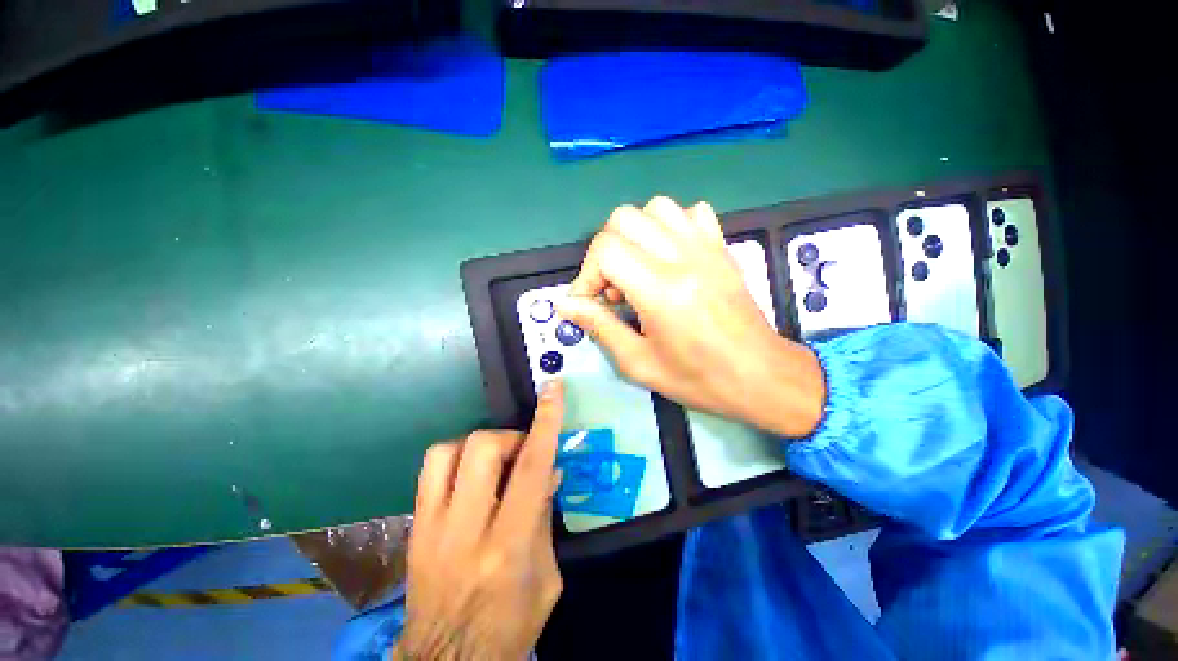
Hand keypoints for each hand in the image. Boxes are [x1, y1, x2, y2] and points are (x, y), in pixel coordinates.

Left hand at [394, 382, 565, 660]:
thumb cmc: (510, 624)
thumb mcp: (547, 577)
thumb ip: (545, 517)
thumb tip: (548, 470)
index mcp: (508, 546)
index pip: (530, 468)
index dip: (545, 423)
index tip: (552, 389)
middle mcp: (466, 530)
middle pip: (481, 448)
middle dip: (509, 437)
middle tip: (521, 453)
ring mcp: (431, 527)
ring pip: (447, 452)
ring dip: (479, 444)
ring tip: (494, 463)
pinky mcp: (414, 527)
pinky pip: (430, 469)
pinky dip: (456, 458)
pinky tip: (470, 477)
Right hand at [558, 197, 824, 437]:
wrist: (760, 376)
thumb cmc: (699, 379)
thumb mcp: (639, 363)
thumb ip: (600, 327)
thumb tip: (567, 305)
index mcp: (662, 291)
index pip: (606, 249)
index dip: (586, 274)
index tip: (590, 302)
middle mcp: (683, 258)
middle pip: (624, 219)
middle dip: (605, 252)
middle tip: (613, 288)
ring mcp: (707, 248)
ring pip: (655, 208)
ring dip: (635, 235)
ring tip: (638, 270)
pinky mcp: (721, 248)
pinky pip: (691, 213)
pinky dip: (670, 226)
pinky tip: (668, 256)